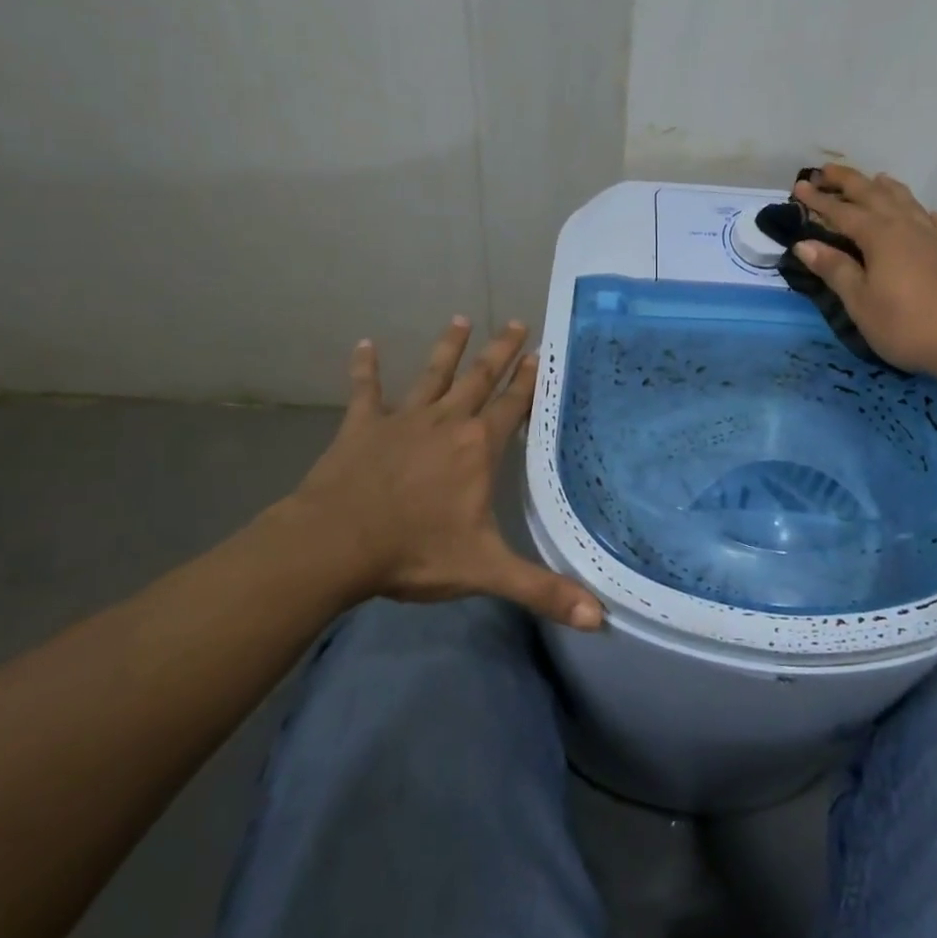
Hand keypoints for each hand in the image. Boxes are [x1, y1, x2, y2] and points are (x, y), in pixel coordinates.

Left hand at [266, 318, 602, 630]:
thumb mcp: (485, 571)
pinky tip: (364, 344)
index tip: (540, 352)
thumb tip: (599, 619)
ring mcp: (403, 419)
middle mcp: (447, 422)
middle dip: (500, 351)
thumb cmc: (414, 552)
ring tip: (460, 318)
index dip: (528, 380)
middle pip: (479, 378)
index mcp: (478, 448)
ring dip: (448, 347)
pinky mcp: (363, 425)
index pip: (512, 406)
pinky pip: (365, 389)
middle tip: (516, 322)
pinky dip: (365, 367)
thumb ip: (542, 591)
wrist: (337, 544)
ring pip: (432, 374)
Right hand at [791, 165, 936, 380]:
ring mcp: (935, 235)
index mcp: (879, 236)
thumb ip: (834, 269)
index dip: (818, 199)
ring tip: (873, 179)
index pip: (841, 211)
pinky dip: (918, 209)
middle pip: (873, 194)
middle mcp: (906, 226)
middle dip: (847, 181)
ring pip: (905, 200)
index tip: (798, 186)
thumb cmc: (908, 325)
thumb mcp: (861, 303)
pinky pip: (933, 218)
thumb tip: (805, 244)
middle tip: (825, 170)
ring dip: (884, 187)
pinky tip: (921, 213)